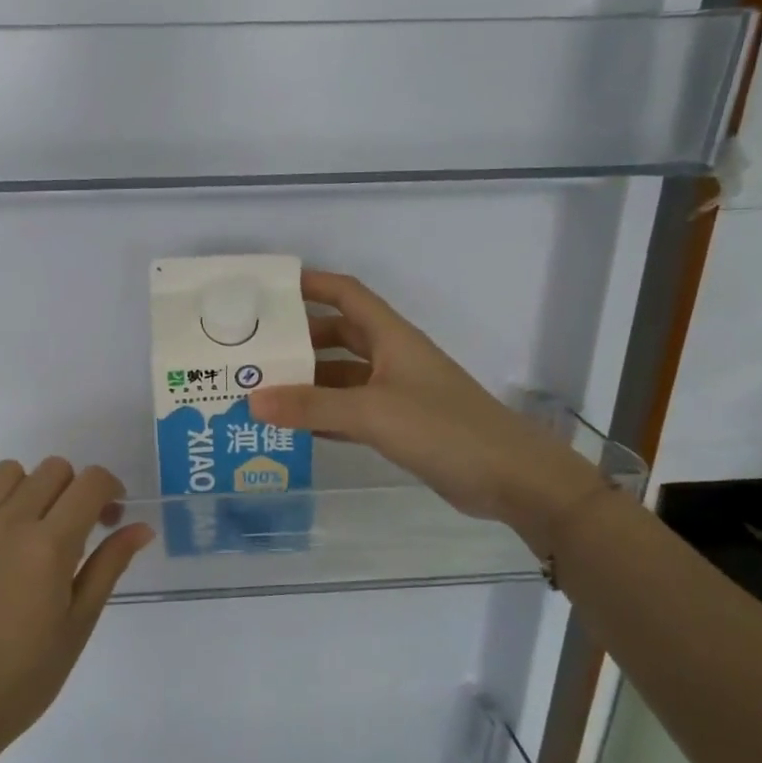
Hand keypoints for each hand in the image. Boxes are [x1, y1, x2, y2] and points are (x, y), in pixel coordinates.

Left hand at [0, 459, 152, 762]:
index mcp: (48, 547)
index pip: (90, 482)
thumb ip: (109, 566)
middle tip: (74, 528)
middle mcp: (6, 524)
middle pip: (53, 469)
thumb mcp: (78, 625)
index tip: (110, 515)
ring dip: (28, 489)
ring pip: (7, 471)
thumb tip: (142, 526)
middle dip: (73, 491)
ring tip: (27, 527)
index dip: (109, 489)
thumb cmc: (23, 678)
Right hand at [247, 270, 604, 545]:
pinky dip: (324, 415)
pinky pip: (352, 411)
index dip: (312, 285)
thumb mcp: (372, 412)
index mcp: (391, 337)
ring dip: (308, 381)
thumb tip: (252, 400)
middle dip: (299, 339)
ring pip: (342, 376)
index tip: (269, 289)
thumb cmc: (443, 428)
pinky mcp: (401, 425)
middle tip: (255, 349)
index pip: (346, 295)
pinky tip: (294, 427)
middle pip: (339, 336)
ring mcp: (397, 393)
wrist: (509, 477)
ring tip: (262, 389)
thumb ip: (312, 406)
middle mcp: (392, 358)